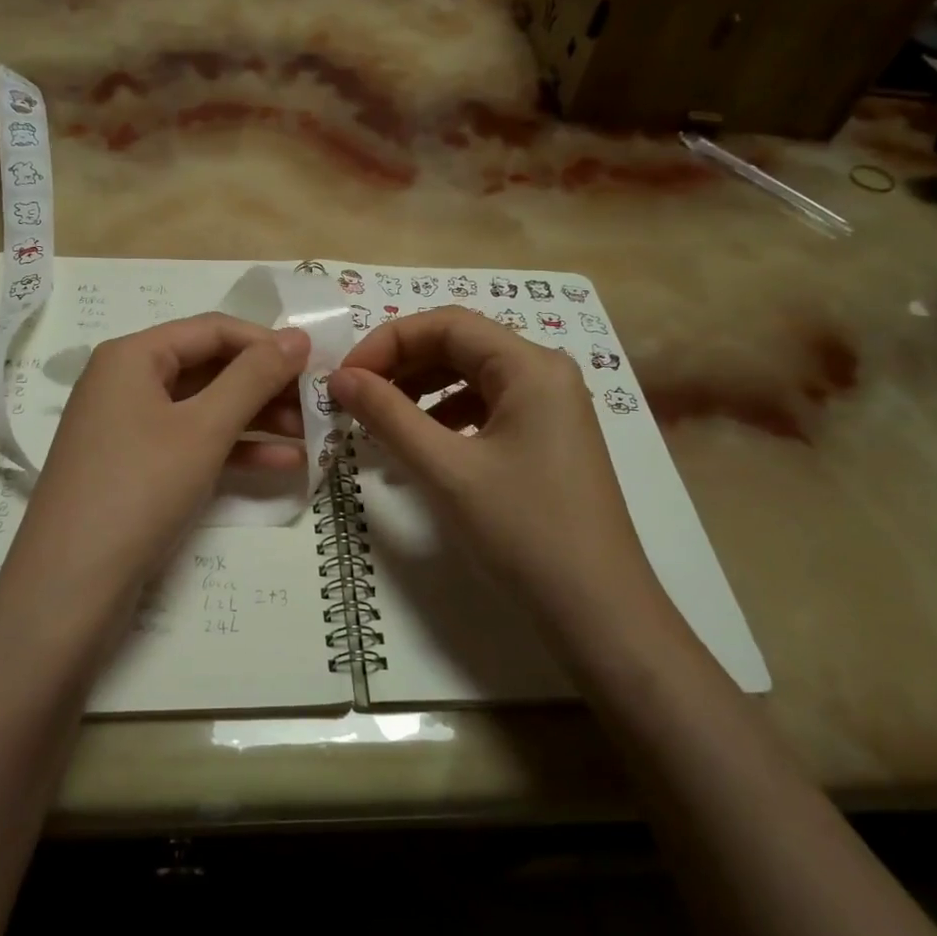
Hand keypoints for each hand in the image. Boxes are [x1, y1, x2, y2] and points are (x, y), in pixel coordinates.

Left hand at [9, 314, 308, 614]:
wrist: (70, 587)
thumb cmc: (139, 489)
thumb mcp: (204, 428)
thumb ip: (254, 378)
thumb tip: (298, 337)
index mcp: (133, 356)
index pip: (213, 330)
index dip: (267, 342)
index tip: (317, 363)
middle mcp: (126, 382)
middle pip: (210, 368)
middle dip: (266, 385)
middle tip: (319, 403)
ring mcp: (129, 428)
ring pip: (205, 409)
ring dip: (258, 420)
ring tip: (313, 436)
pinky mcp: (135, 468)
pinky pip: (192, 443)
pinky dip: (235, 450)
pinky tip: (284, 465)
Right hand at [328, 306, 664, 631]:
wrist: (597, 610)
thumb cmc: (523, 531)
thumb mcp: (446, 470)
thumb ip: (388, 416)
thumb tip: (339, 378)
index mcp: (530, 366)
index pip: (447, 325)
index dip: (388, 342)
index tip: (345, 377)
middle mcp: (545, 374)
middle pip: (460, 346)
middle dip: (402, 366)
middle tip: (354, 398)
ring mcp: (550, 408)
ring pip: (471, 377)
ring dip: (420, 391)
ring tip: (380, 422)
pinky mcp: (547, 439)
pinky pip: (486, 408)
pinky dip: (445, 417)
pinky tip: (420, 445)